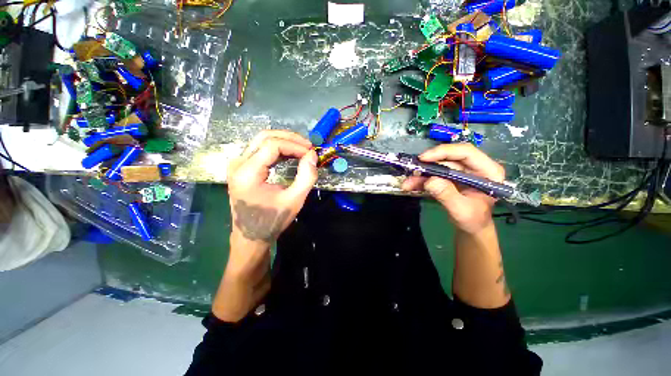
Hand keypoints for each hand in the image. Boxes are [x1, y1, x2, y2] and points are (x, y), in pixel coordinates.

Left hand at [215, 131, 316, 321]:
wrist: (250, 236)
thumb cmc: (272, 221)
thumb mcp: (294, 201)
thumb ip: (306, 177)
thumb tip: (312, 155)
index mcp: (247, 172)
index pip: (272, 145)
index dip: (295, 145)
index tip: (311, 153)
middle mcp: (238, 164)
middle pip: (265, 137)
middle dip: (290, 138)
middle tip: (308, 147)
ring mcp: (237, 164)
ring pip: (262, 140)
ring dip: (285, 142)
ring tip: (303, 150)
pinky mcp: (242, 167)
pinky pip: (261, 149)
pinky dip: (278, 149)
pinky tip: (291, 155)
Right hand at [401, 143, 504, 234]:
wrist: (470, 228)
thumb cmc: (473, 221)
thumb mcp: (462, 210)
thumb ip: (448, 195)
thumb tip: (430, 180)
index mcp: (487, 171)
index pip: (466, 152)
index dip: (444, 152)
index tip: (424, 158)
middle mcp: (473, 168)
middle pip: (448, 159)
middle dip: (427, 165)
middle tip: (411, 170)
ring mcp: (460, 173)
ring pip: (437, 167)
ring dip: (421, 175)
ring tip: (407, 184)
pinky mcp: (449, 178)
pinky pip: (433, 175)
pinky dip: (421, 180)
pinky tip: (410, 186)